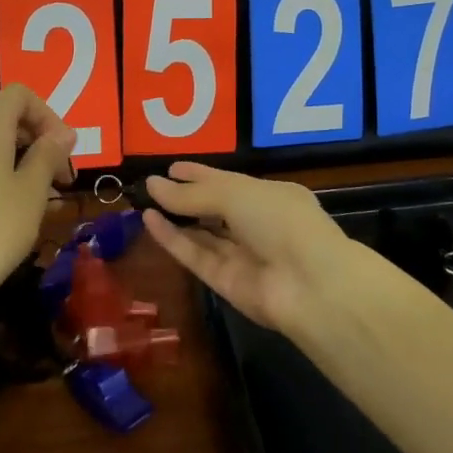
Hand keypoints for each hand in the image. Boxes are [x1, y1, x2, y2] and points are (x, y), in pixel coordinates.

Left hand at [0, 85, 76, 338]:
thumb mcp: (31, 193)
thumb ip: (48, 156)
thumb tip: (61, 133)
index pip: (18, 95)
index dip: (48, 114)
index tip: (65, 151)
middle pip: (3, 120)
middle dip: (38, 141)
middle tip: (62, 180)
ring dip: (20, 164)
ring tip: (42, 203)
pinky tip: (10, 217)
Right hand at [140, 162, 350, 332]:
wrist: (309, 285)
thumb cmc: (280, 221)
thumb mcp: (235, 194)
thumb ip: (192, 194)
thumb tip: (153, 185)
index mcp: (271, 196)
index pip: (229, 181)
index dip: (200, 174)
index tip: (172, 167)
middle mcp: (257, 224)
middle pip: (215, 208)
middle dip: (186, 198)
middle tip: (151, 186)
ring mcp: (242, 255)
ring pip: (203, 234)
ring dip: (175, 218)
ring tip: (143, 201)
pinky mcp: (226, 283)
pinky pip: (196, 255)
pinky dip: (173, 239)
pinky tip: (149, 220)